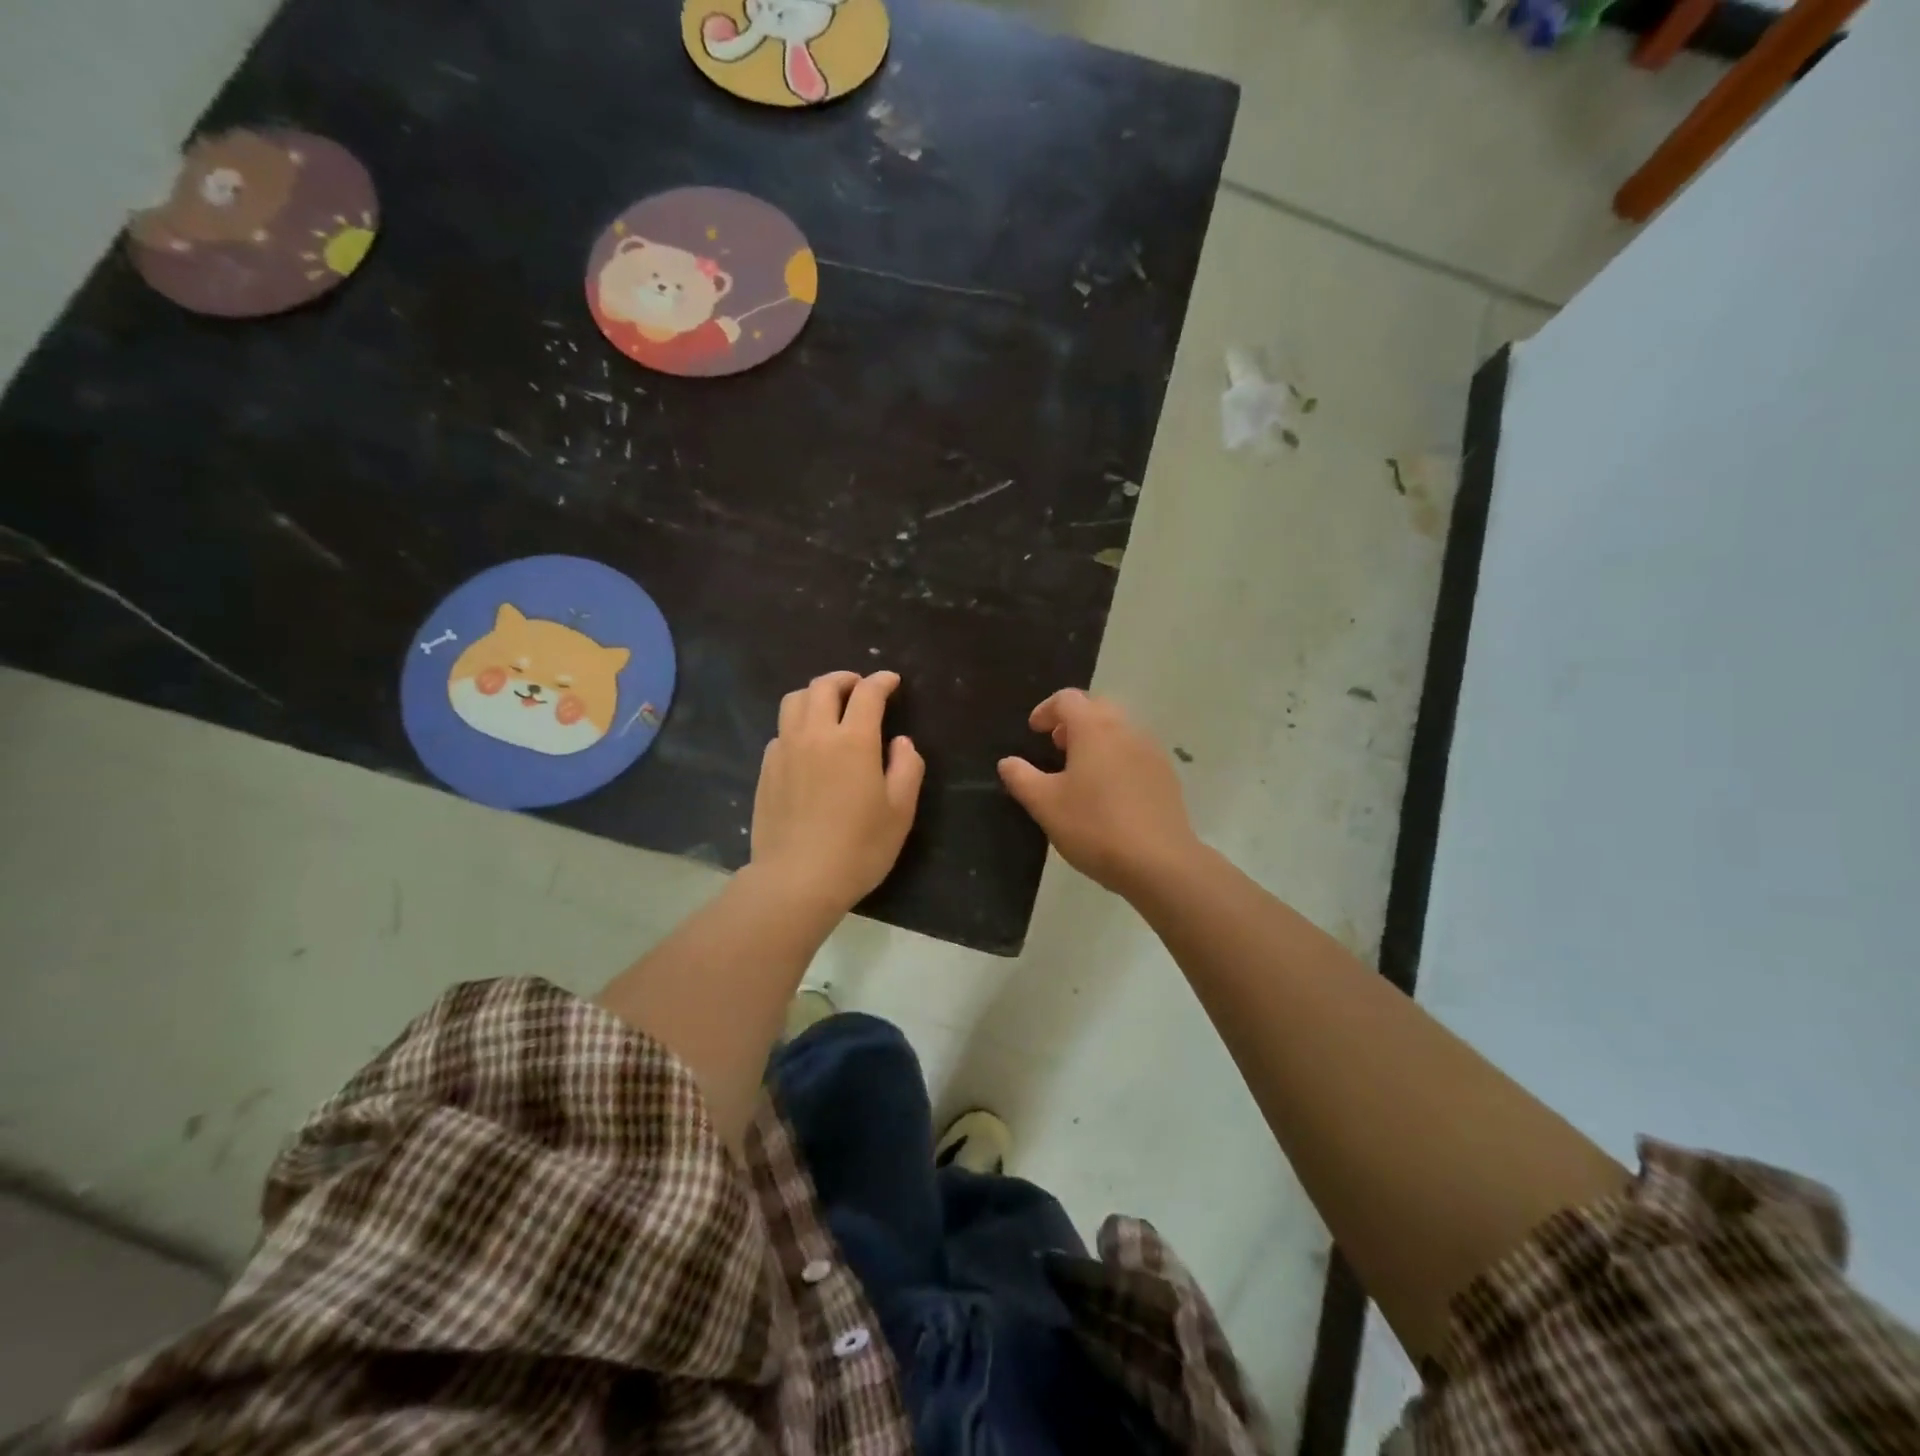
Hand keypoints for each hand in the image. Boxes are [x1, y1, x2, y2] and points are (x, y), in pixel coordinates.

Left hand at [751, 670, 924, 914]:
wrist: (797, 879)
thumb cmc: (859, 848)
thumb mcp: (900, 812)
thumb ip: (907, 769)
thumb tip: (901, 742)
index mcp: (853, 740)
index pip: (867, 693)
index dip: (881, 681)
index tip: (891, 681)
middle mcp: (815, 734)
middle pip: (824, 687)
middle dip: (845, 680)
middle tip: (859, 688)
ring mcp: (785, 750)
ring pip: (794, 701)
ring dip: (815, 694)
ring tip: (828, 706)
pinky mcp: (766, 769)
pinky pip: (780, 731)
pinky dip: (797, 724)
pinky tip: (806, 744)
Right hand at [998, 688, 1199, 896]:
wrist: (1159, 862)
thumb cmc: (1094, 826)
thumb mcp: (1045, 804)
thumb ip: (1021, 777)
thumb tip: (1008, 762)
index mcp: (1094, 728)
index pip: (1067, 699)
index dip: (1046, 710)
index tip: (1034, 731)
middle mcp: (1126, 729)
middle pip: (1097, 707)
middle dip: (1074, 720)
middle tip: (1057, 745)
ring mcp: (1151, 751)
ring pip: (1119, 728)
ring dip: (1096, 737)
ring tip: (1080, 769)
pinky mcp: (1166, 775)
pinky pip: (1136, 751)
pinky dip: (1116, 756)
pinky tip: (1108, 790)